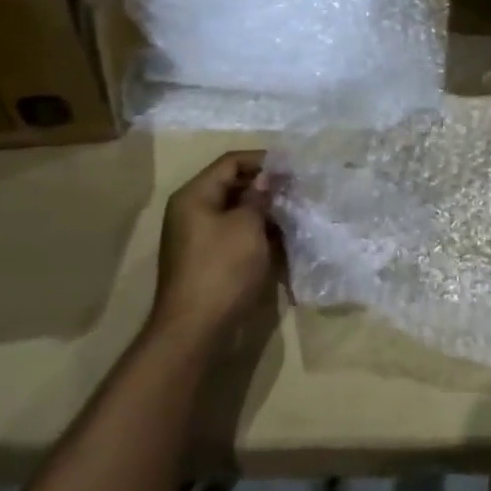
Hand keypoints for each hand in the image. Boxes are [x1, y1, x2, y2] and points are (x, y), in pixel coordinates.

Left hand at [152, 151, 281, 343]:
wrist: (196, 329)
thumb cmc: (222, 268)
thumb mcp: (247, 226)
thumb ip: (259, 196)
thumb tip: (267, 178)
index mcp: (195, 195)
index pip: (231, 162)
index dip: (263, 160)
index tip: (293, 167)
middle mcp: (192, 211)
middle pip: (232, 185)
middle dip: (266, 186)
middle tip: (298, 190)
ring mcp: (198, 237)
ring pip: (236, 211)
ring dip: (264, 211)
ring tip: (295, 212)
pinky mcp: (208, 260)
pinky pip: (235, 234)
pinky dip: (257, 232)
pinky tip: (282, 238)